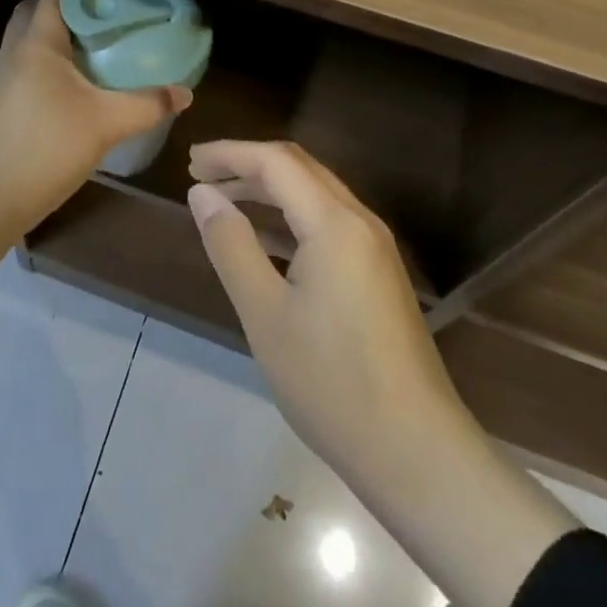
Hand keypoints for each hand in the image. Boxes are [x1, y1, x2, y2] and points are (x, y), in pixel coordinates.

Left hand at [0, 0, 191, 272]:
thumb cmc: (45, 147)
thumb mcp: (105, 124)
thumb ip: (147, 105)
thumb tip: (185, 94)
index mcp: (37, 43)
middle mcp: (15, 52)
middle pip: (36, 11)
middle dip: (66, 4)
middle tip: (101, 11)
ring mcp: (2, 79)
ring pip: (28, 41)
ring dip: (56, 35)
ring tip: (93, 47)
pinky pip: (25, 66)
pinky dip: (48, 63)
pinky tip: (73, 87)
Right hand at [186, 140, 575, 606]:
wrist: (417, 453)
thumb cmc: (332, 384)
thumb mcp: (265, 314)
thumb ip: (231, 245)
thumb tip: (203, 194)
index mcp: (335, 223)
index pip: (275, 161)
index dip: (229, 153)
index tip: (189, 162)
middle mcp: (361, 221)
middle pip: (299, 168)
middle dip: (247, 164)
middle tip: (201, 176)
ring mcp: (375, 247)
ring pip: (316, 193)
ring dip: (269, 188)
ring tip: (223, 200)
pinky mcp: (379, 272)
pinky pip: (329, 220)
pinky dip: (291, 214)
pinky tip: (266, 238)